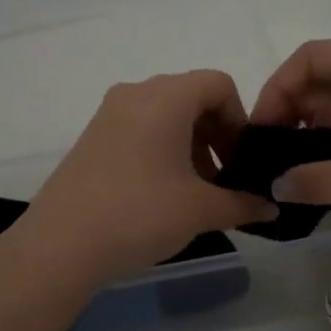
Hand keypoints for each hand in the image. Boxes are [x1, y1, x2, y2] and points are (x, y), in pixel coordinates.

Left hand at [0, 71, 278, 287]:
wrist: (60, 245)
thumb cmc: (140, 213)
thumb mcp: (200, 210)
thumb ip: (242, 203)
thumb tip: (270, 208)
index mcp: (165, 97)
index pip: (218, 84)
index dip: (240, 119)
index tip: (241, 160)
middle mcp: (135, 93)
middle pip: (191, 97)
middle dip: (216, 135)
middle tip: (223, 180)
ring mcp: (108, 115)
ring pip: (164, 115)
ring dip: (189, 146)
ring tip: (194, 193)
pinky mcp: (91, 138)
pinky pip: (138, 130)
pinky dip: (161, 151)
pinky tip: (161, 194)